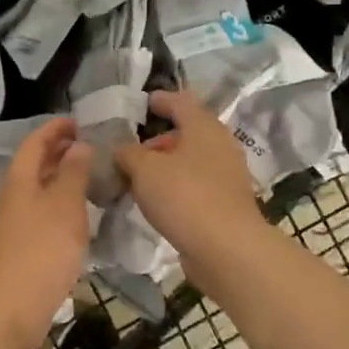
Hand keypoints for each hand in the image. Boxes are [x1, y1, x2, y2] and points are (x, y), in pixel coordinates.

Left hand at [0, 117, 93, 348]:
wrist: (12, 307)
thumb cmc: (43, 250)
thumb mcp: (66, 205)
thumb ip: (73, 172)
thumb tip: (77, 145)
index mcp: (18, 180)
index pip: (34, 142)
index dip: (54, 128)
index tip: (77, 121)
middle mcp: (7, 197)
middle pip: (31, 165)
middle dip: (56, 152)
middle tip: (85, 147)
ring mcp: (7, 224)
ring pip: (33, 190)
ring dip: (56, 179)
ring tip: (84, 179)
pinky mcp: (13, 248)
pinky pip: (35, 213)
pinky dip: (54, 204)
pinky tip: (71, 217)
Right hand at [114, 90, 269, 265]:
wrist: (227, 249)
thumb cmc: (184, 196)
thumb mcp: (144, 169)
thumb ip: (128, 153)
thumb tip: (121, 149)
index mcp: (204, 127)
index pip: (181, 101)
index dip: (160, 100)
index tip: (144, 103)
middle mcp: (220, 145)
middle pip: (187, 133)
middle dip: (158, 139)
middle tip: (130, 150)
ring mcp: (226, 176)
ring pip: (191, 161)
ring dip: (165, 166)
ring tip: (137, 178)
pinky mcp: (225, 203)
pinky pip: (195, 185)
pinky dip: (175, 187)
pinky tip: (156, 201)